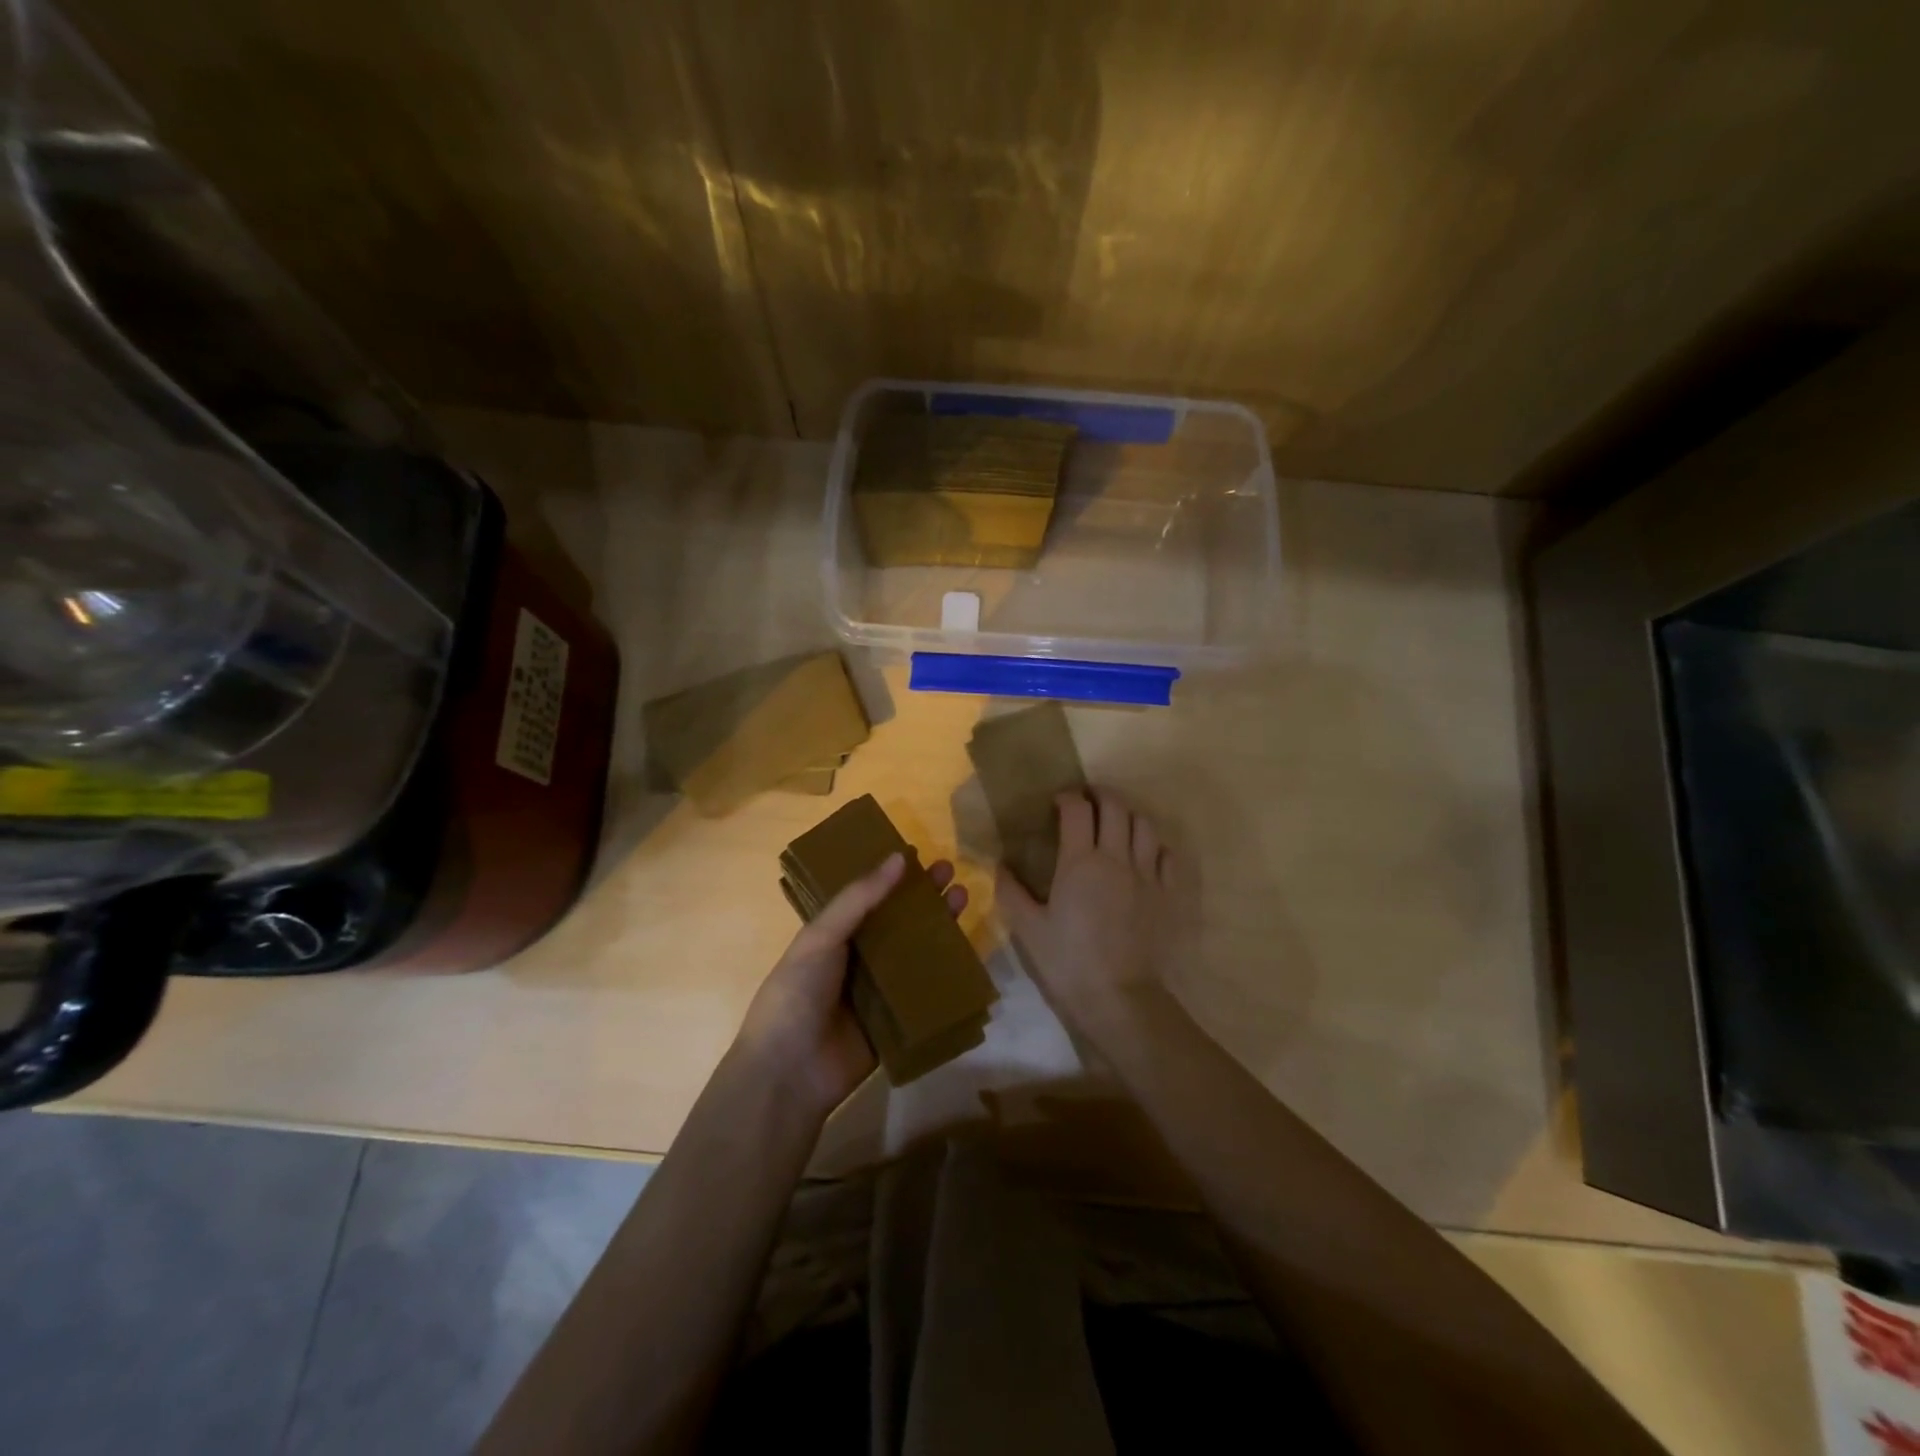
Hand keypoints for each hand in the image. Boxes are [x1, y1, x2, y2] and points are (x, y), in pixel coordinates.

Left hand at [737, 851, 968, 1115]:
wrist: (790, 1072)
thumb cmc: (797, 993)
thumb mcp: (821, 936)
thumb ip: (859, 899)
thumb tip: (899, 857)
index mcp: (833, 935)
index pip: (869, 897)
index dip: (893, 876)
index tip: (921, 854)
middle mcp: (858, 958)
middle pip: (898, 922)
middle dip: (923, 897)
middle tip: (950, 873)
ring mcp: (878, 991)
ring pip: (915, 953)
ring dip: (938, 928)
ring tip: (962, 899)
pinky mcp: (896, 1022)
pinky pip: (925, 994)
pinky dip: (945, 975)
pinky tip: (968, 954)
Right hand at [997, 788, 1171, 1037]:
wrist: (1119, 997)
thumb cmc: (1068, 962)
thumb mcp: (1028, 929)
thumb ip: (1011, 892)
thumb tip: (1000, 865)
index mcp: (1080, 862)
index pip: (1077, 810)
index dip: (1068, 797)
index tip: (1058, 802)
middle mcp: (1116, 858)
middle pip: (1115, 807)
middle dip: (1100, 795)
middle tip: (1088, 801)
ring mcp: (1147, 875)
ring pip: (1144, 825)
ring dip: (1128, 815)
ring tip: (1116, 823)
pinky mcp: (1168, 894)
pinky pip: (1167, 855)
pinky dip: (1154, 845)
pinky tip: (1144, 854)